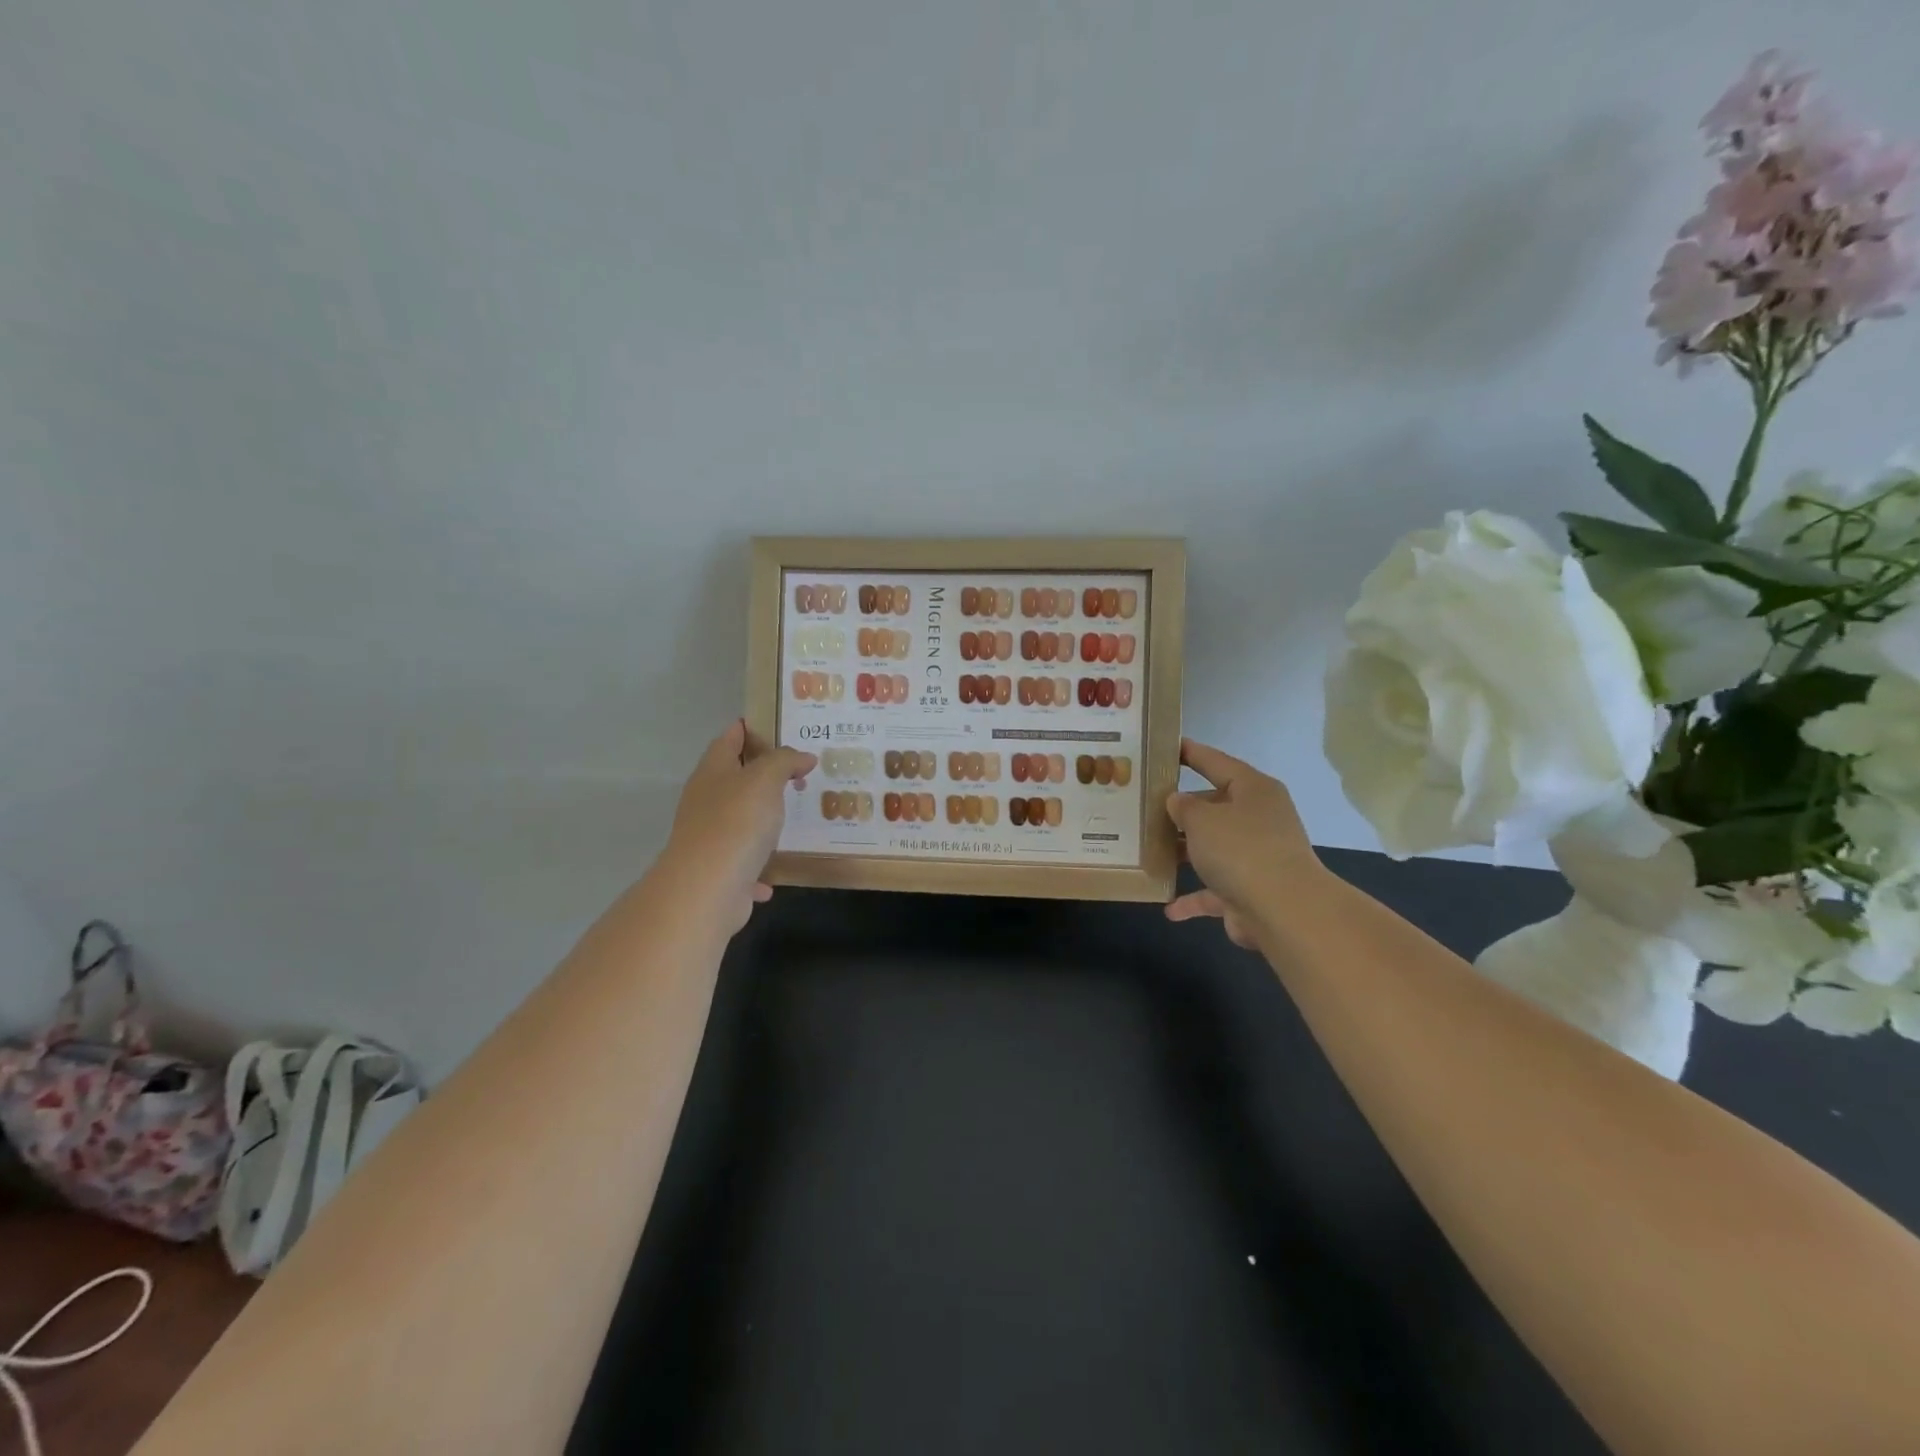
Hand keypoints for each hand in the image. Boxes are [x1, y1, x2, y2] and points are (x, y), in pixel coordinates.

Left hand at [659, 720, 814, 931]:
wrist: (706, 889)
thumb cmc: (736, 822)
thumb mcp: (765, 779)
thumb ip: (785, 761)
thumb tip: (803, 757)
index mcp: (713, 772)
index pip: (729, 738)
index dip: (750, 728)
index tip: (779, 726)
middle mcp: (706, 800)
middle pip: (734, 778)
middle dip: (764, 774)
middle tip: (800, 770)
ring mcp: (709, 837)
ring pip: (739, 820)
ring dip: (762, 818)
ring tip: (795, 813)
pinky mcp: (718, 870)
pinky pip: (743, 862)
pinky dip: (759, 864)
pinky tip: (777, 870)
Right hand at [1165, 739, 1323, 949]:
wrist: (1283, 910)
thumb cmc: (1240, 849)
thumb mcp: (1201, 818)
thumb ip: (1183, 806)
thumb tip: (1178, 801)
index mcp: (1253, 790)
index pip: (1216, 762)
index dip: (1191, 753)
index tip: (1166, 746)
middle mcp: (1258, 819)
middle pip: (1215, 807)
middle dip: (1183, 810)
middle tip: (1145, 806)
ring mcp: (1256, 857)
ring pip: (1213, 848)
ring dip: (1185, 852)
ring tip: (1149, 850)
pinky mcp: (1251, 890)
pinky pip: (1215, 890)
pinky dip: (1194, 898)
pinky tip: (1169, 908)